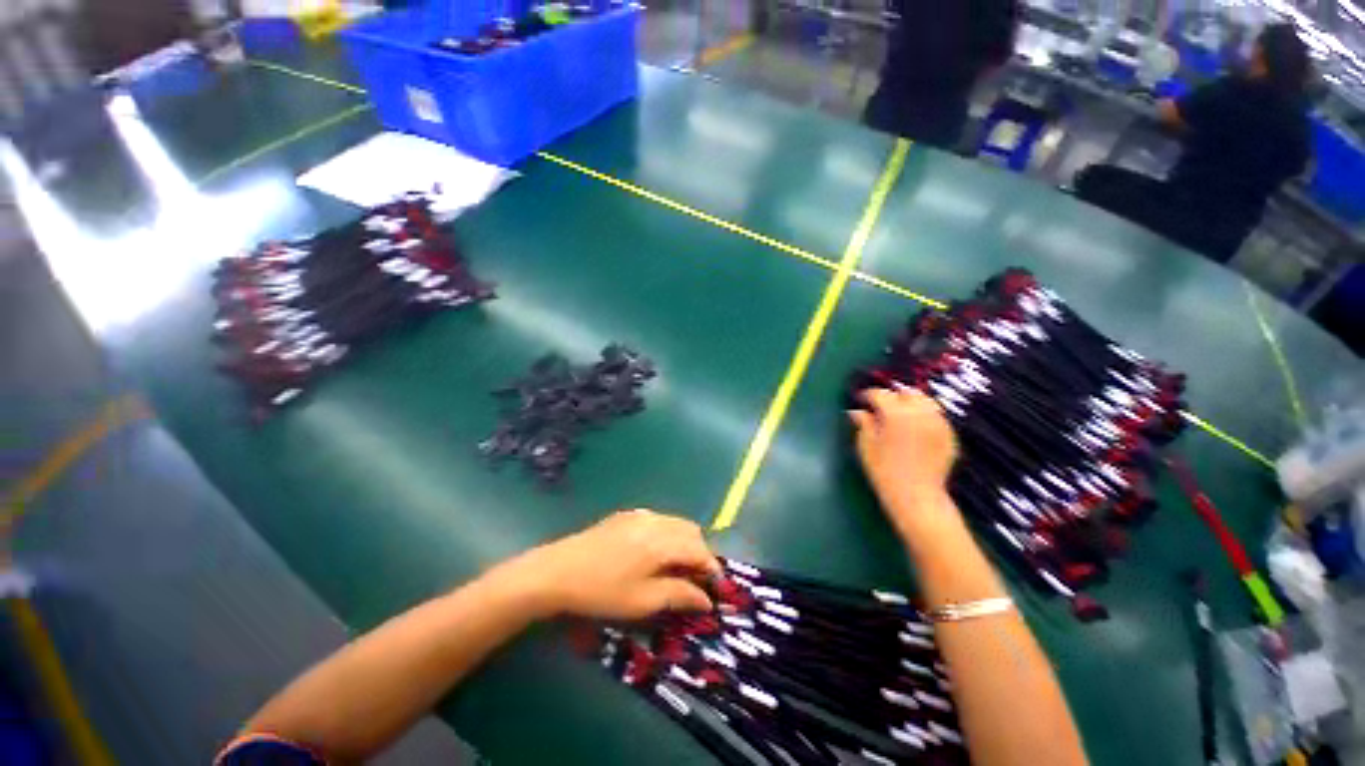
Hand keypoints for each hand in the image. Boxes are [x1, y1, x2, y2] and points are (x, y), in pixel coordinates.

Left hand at [499, 509, 720, 619]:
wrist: (557, 571)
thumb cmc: (601, 591)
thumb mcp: (642, 601)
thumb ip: (678, 595)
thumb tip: (706, 599)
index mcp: (662, 542)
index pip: (700, 550)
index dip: (712, 568)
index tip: (716, 589)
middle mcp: (656, 521)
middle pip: (692, 531)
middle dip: (700, 553)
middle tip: (696, 580)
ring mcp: (640, 514)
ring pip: (676, 523)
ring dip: (685, 542)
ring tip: (677, 568)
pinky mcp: (627, 515)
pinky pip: (659, 520)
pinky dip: (668, 534)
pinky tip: (654, 553)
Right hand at [850, 388, 959, 526]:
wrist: (916, 495)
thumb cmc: (884, 470)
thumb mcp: (866, 445)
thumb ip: (863, 423)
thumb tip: (856, 411)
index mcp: (896, 413)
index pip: (881, 394)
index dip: (868, 394)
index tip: (861, 399)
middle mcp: (920, 412)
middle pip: (907, 392)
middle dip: (893, 395)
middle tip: (881, 404)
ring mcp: (938, 422)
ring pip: (925, 401)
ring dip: (911, 402)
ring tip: (900, 412)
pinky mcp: (949, 434)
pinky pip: (936, 415)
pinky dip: (924, 415)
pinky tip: (915, 426)